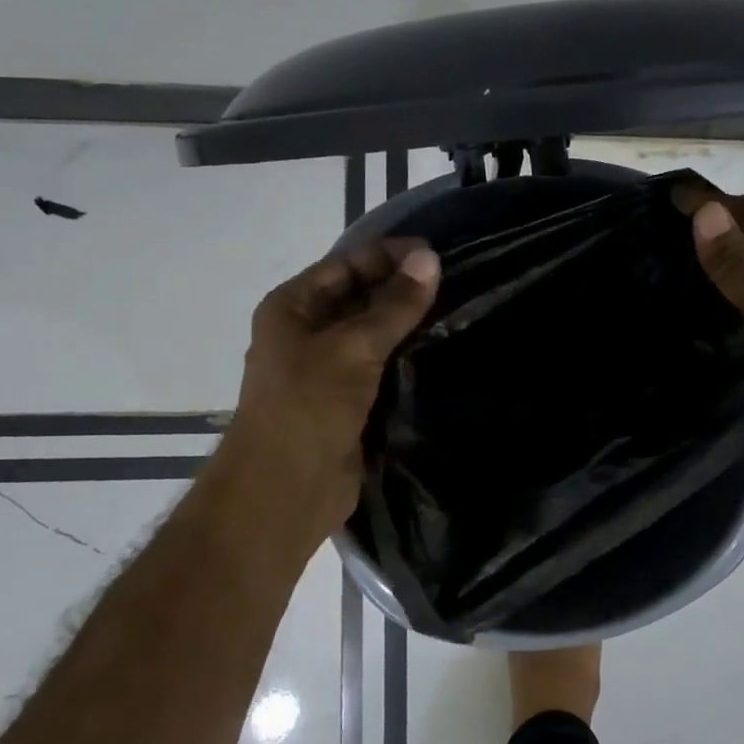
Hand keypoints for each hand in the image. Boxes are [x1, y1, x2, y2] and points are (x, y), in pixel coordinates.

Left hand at [216, 239, 440, 544]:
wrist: (286, 490)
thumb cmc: (308, 406)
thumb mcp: (353, 347)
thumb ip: (394, 305)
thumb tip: (430, 258)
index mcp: (292, 307)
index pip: (345, 264)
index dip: (389, 255)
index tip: (437, 254)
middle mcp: (306, 332)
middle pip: (359, 297)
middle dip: (401, 287)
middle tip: (456, 281)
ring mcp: (327, 369)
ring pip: (373, 334)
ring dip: (407, 324)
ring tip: (457, 311)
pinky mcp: (347, 401)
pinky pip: (380, 367)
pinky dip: (406, 357)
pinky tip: (441, 351)